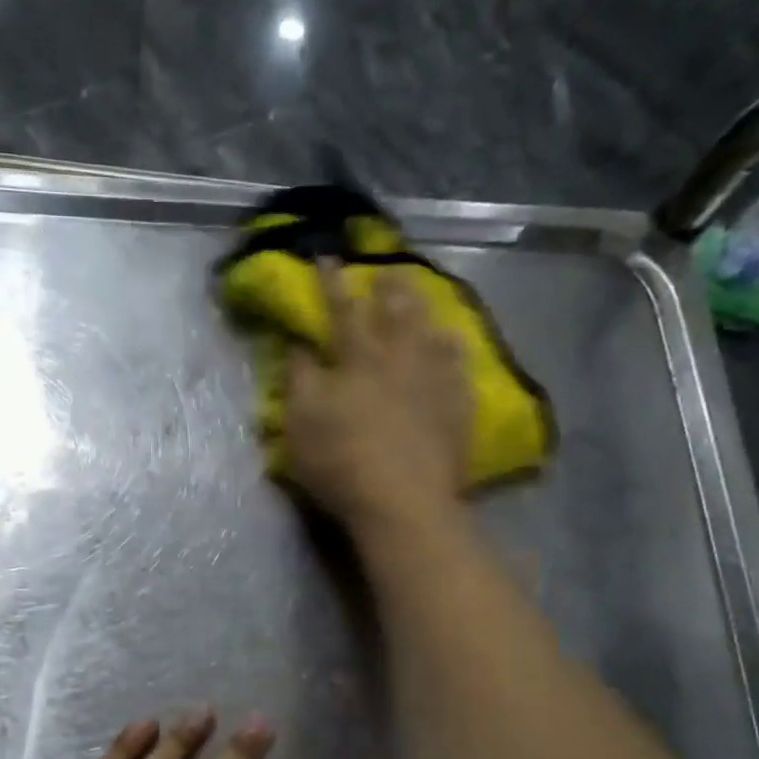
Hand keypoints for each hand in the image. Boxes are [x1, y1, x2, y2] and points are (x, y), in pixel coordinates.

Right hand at [281, 260, 472, 529]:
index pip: (342, 311)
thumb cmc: (340, 461)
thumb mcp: (301, 423)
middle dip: (389, 289)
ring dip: (425, 313)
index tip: (327, 258)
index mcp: (357, 359)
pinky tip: (454, 346)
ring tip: (425, 298)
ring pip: (431, 334)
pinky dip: (453, 352)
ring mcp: (434, 382)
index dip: (332, 284)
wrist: (402, 500)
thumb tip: (300, 348)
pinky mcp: (457, 409)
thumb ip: (299, 380)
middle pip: (396, 313)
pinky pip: (459, 368)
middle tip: (389, 269)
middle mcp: (400, 359)